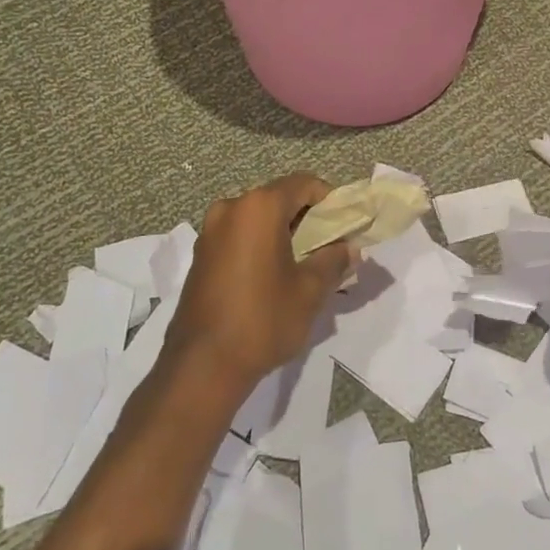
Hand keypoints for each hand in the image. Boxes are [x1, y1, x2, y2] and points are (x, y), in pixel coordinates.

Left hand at [166, 175, 355, 390]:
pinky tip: (273, 277)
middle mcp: (231, 208)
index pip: (304, 184)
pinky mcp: (201, 255)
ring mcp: (210, 231)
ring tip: (302, 265)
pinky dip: (260, 245)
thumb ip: (334, 261)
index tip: (345, 226)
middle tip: (329, 248)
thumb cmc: (262, 320)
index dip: (330, 200)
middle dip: (307, 218)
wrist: (202, 365)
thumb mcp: (310, 291)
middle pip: (279, 199)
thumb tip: (349, 249)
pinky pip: (239, 236)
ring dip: (283, 233)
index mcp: (259, 208)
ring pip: (258, 219)